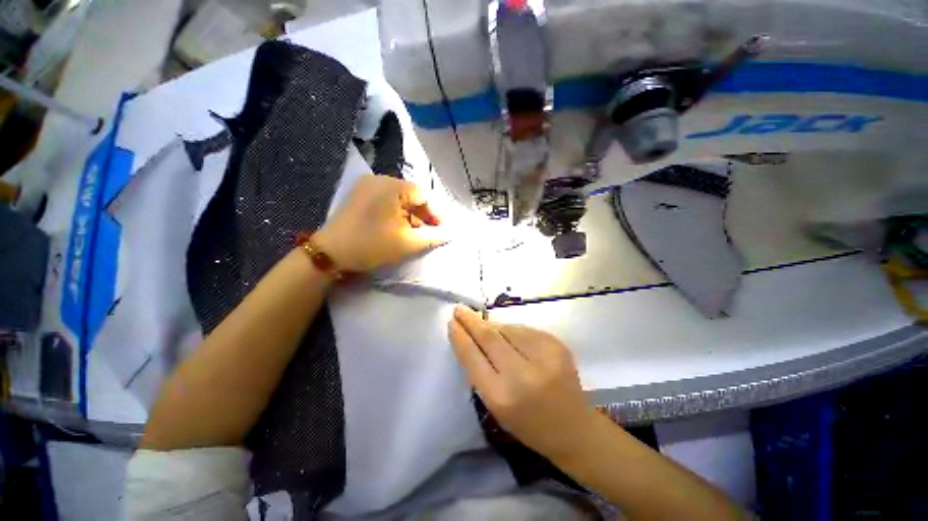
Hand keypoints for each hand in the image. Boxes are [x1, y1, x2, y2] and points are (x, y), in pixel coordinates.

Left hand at [315, 175, 445, 272]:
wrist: (330, 254)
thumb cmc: (371, 246)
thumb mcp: (407, 243)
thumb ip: (433, 236)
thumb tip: (451, 232)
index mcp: (391, 186)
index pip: (424, 195)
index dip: (438, 213)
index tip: (446, 230)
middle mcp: (379, 179)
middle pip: (413, 196)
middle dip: (425, 215)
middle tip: (435, 232)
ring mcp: (368, 186)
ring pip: (401, 199)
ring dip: (413, 216)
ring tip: (421, 233)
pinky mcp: (361, 195)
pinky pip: (388, 201)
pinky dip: (399, 214)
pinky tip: (403, 228)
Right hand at [448, 306, 598, 458]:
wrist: (574, 428)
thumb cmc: (528, 424)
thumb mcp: (496, 406)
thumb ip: (481, 371)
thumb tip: (472, 336)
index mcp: (501, 397)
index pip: (473, 357)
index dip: (460, 337)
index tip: (451, 323)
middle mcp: (522, 375)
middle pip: (490, 338)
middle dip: (472, 321)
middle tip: (460, 309)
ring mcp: (543, 357)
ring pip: (507, 329)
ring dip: (493, 326)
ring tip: (485, 325)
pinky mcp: (557, 345)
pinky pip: (525, 329)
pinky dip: (513, 330)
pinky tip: (510, 335)